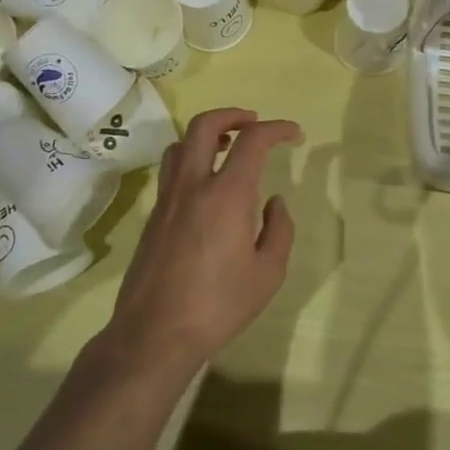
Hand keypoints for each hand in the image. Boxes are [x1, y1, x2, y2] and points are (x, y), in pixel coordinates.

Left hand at [104, 108, 302, 375]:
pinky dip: (191, 158)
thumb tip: (274, 202)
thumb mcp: (268, 273)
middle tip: (253, 123)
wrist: (154, 334)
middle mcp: (193, 185)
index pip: (253, 140)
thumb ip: (279, 230)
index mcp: (227, 194)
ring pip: (181, 143)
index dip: (277, 128)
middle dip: (233, 114)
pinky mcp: (153, 216)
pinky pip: (172, 169)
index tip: (295, 135)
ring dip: (207, 134)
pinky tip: (206, 183)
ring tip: (227, 147)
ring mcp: (168, 198)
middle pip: (205, 125)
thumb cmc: (219, 305)